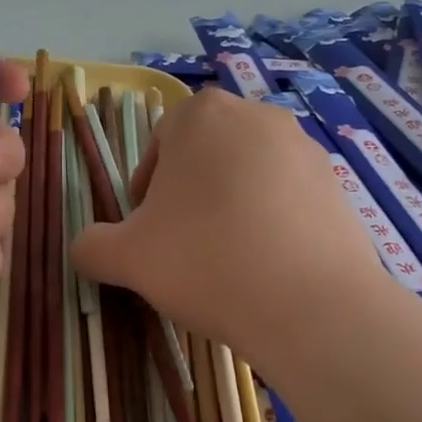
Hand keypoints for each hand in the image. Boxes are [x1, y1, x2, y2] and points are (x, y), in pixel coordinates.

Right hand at [70, 88, 382, 370]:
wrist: (310, 306)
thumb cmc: (205, 261)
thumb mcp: (126, 257)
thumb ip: (92, 246)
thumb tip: (83, 249)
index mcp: (201, 115)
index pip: (160, 142)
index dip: (147, 187)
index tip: (148, 228)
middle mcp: (256, 116)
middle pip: (206, 154)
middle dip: (190, 193)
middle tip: (183, 243)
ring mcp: (304, 148)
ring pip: (249, 173)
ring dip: (231, 205)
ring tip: (228, 257)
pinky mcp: (338, 184)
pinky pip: (288, 196)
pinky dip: (272, 220)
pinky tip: (267, 264)